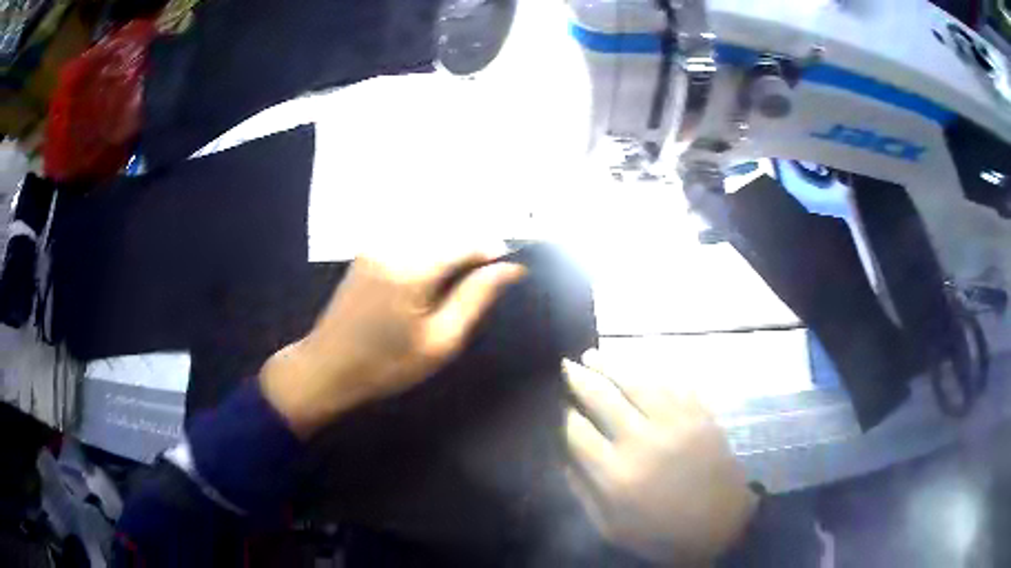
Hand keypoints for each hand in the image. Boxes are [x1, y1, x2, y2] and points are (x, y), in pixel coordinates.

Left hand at [261, 244, 525, 437]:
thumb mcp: (440, 341)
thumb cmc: (386, 364)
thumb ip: (475, 298)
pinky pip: (409, 236)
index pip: (466, 242)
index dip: (493, 250)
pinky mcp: (367, 250)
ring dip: (451, 244)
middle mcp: (394, 244)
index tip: (512, 266)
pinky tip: (433, 272)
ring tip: (462, 275)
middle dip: (472, 245)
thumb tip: (510, 268)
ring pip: (429, 230)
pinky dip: (429, 246)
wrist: (327, 367)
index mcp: (413, 268)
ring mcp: (377, 244)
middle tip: (487, 274)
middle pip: (447, 229)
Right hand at [563, 350, 756, 565]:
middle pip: (603, 398)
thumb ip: (583, 492)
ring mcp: (676, 423)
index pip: (577, 431)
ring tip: (593, 355)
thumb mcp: (611, 527)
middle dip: (580, 378)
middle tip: (566, 364)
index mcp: (616, 474)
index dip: (563, 414)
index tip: (558, 405)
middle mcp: (643, 441)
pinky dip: (652, 373)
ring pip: (637, 382)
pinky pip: (673, 384)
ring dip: (612, 366)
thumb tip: (564, 456)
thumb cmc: (661, 533)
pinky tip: (639, 368)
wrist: (721, 525)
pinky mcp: (700, 415)